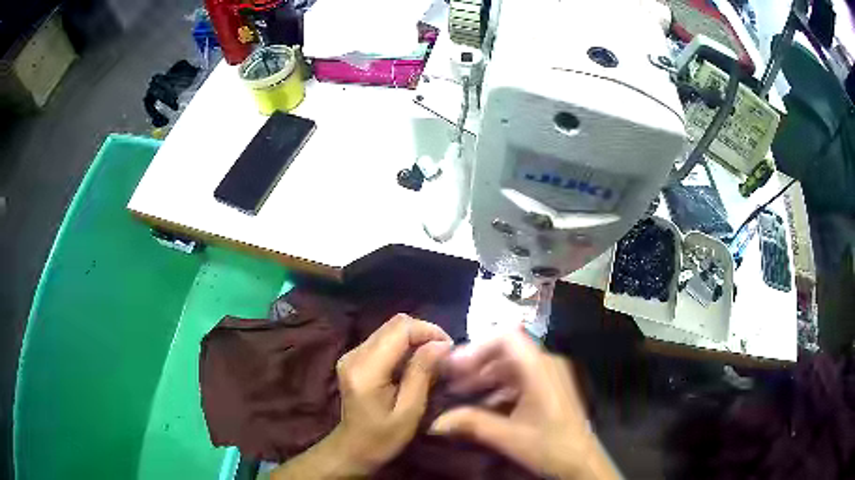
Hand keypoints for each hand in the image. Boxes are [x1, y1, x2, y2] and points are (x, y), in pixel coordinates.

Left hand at [273, 314, 452, 478]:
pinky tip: (416, 362)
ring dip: (415, 338)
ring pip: (390, 329)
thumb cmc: (383, 438)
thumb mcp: (409, 412)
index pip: (400, 330)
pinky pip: (384, 339)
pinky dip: (404, 345)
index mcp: (366, 369)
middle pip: (394, 324)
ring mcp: (351, 354)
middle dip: (424, 333)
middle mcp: (354, 354)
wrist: (352, 449)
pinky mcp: (354, 358)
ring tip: (434, 358)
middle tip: (444, 353)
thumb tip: (441, 344)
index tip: (449, 349)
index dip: (429, 331)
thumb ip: (422, 374)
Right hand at [429, 329, 619, 479]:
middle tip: (451, 382)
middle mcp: (546, 364)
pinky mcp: (550, 388)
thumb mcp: (509, 437)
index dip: (477, 347)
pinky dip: (499, 388)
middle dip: (476, 364)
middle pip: (506, 350)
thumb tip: (435, 421)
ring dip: (485, 377)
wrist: (582, 462)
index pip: (506, 337)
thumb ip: (472, 424)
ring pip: (511, 365)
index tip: (454, 367)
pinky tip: (484, 407)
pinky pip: (520, 378)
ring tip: (462, 395)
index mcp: (539, 369)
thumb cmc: (550, 446)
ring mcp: (550, 376)